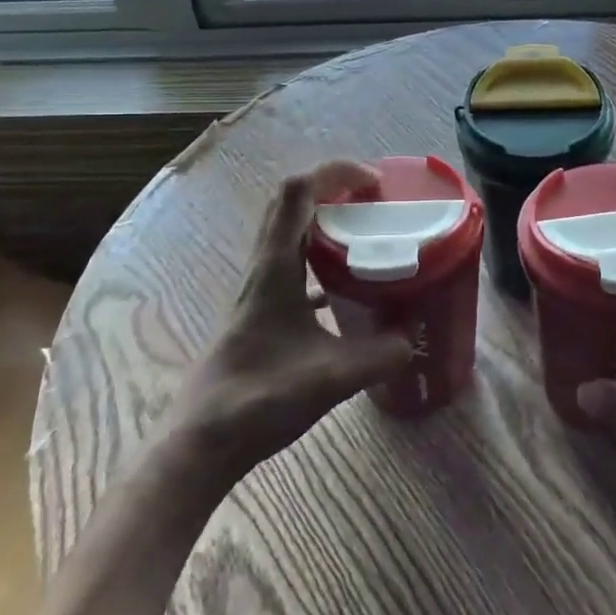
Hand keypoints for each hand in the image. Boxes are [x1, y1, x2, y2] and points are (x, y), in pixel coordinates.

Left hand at [166, 160, 412, 484]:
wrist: (201, 442)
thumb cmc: (258, 398)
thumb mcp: (330, 378)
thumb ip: (379, 356)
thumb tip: (414, 339)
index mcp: (274, 266)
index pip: (298, 191)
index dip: (335, 172)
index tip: (375, 183)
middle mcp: (263, 268)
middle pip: (292, 204)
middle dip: (333, 189)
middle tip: (375, 202)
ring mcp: (259, 291)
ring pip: (290, 236)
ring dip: (325, 223)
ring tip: (366, 236)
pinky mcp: (261, 314)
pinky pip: (292, 270)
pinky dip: (320, 264)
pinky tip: (346, 291)